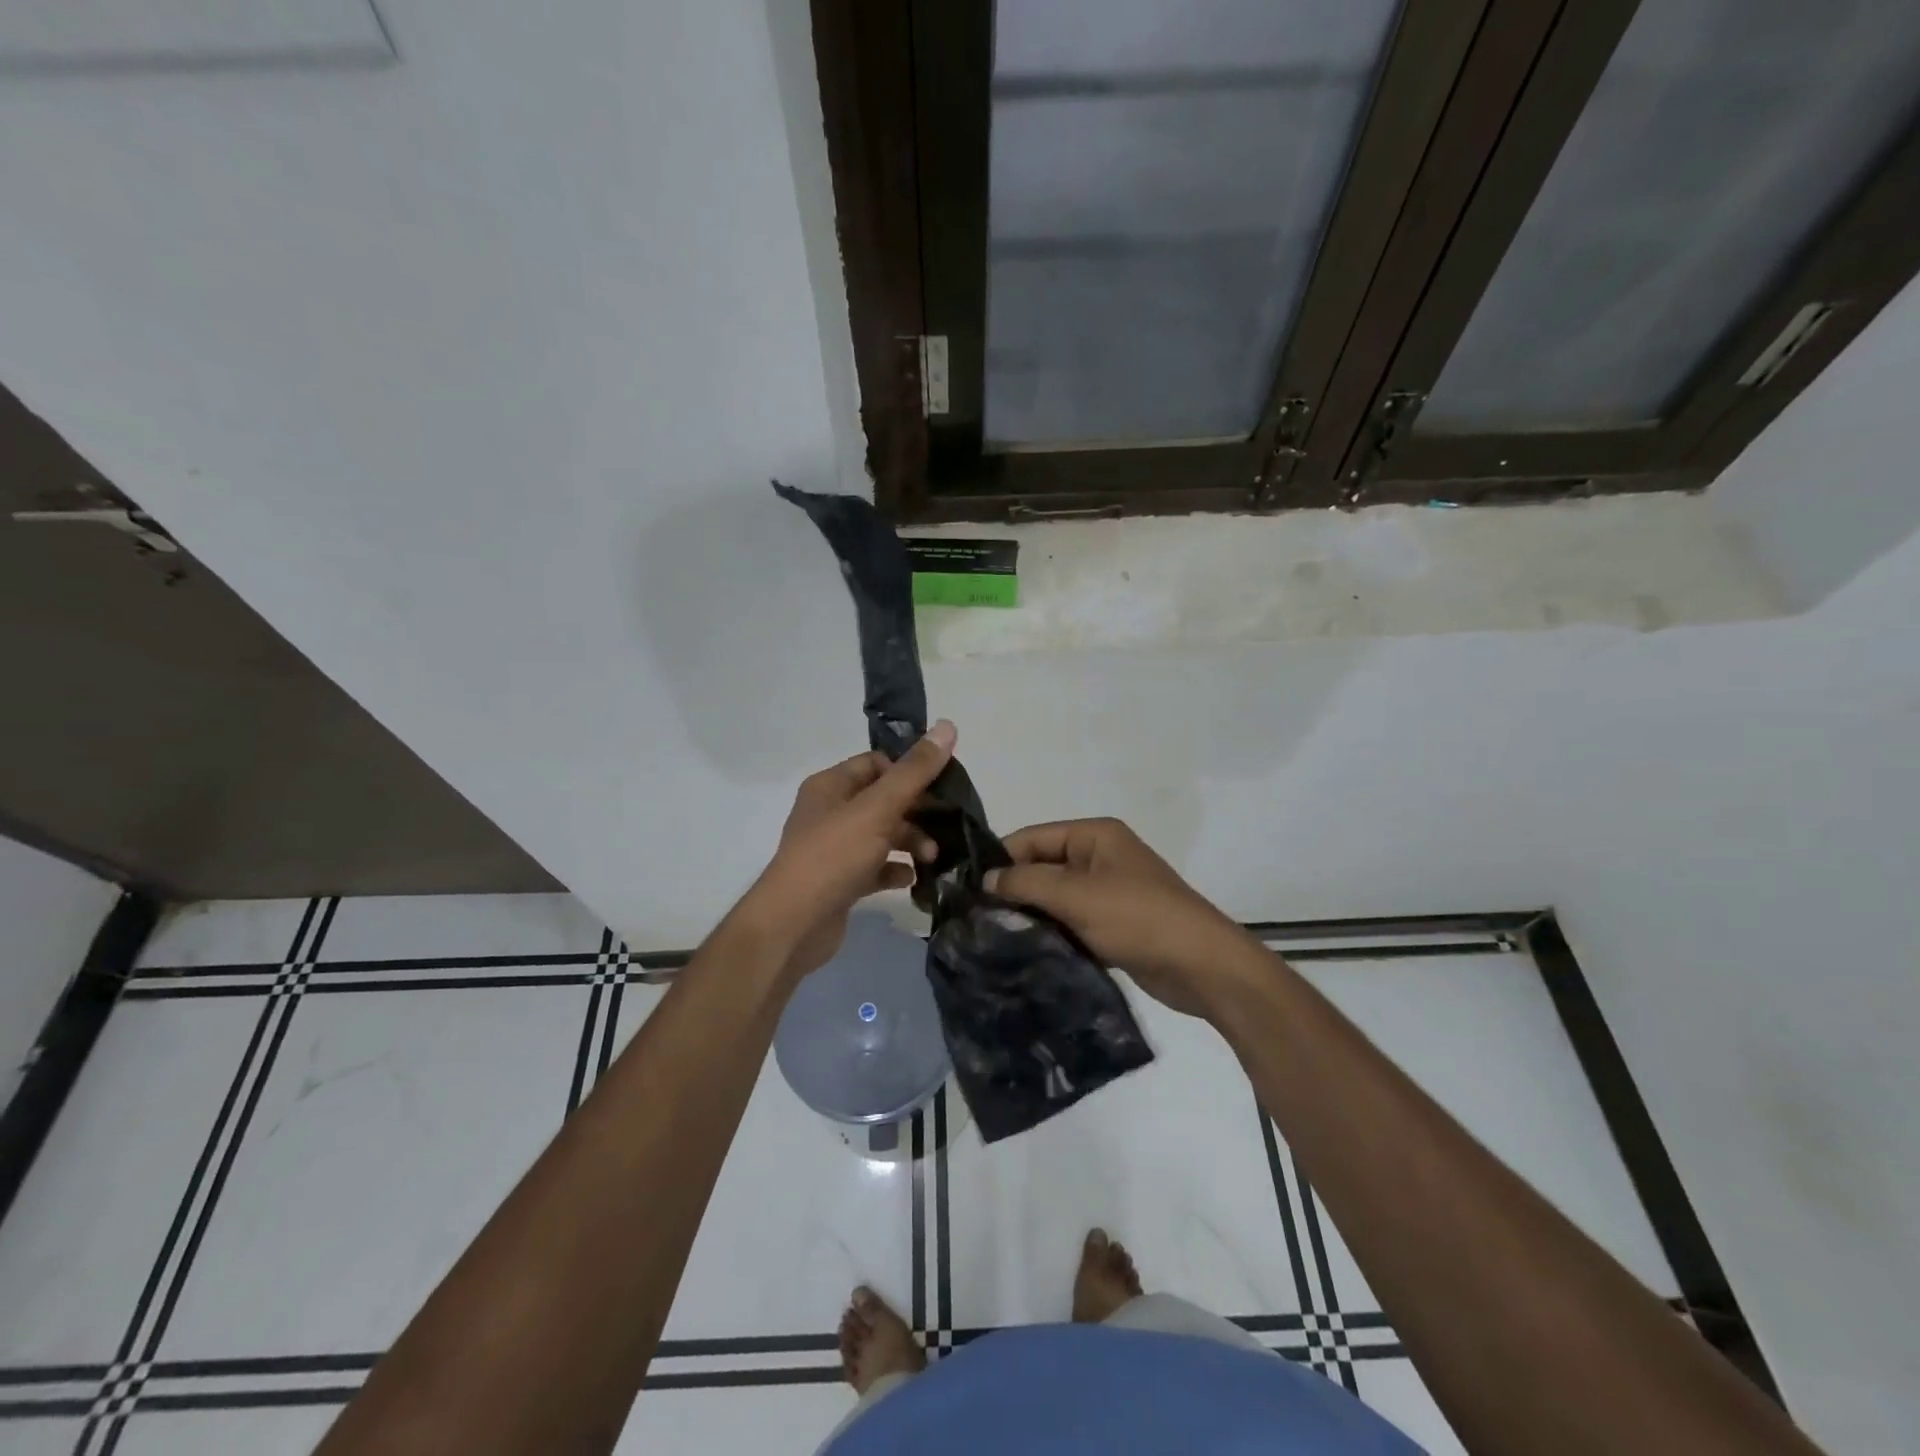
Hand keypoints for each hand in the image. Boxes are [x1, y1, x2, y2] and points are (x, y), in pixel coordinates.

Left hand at [748, 722, 956, 980]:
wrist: (793, 925)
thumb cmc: (833, 856)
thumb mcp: (878, 808)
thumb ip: (914, 771)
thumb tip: (948, 726)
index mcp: (831, 785)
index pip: (876, 763)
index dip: (908, 771)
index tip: (940, 788)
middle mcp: (829, 812)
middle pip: (883, 800)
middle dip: (916, 811)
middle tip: (945, 826)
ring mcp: (834, 849)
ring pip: (882, 835)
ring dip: (910, 842)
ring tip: (932, 858)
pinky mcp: (841, 881)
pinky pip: (875, 867)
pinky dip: (895, 870)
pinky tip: (912, 880)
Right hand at [985, 818, 1246, 1016]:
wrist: (1202, 966)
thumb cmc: (1138, 918)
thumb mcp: (1076, 895)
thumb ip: (1027, 883)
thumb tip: (987, 878)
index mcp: (1094, 835)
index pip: (1032, 837)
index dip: (1001, 860)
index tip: (968, 890)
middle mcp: (1100, 856)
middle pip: (1042, 865)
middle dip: (1014, 889)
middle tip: (976, 919)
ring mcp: (1108, 891)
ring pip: (1055, 896)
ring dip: (1031, 913)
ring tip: (994, 936)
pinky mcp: (1113, 924)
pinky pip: (1071, 920)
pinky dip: (1051, 931)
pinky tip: (1026, 950)